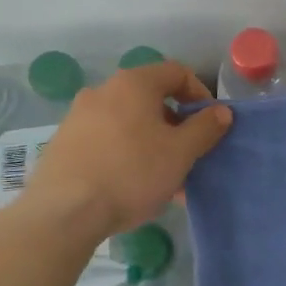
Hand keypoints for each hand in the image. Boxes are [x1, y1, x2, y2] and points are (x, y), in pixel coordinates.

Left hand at [27, 60, 231, 238]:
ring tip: (165, 179)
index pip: (177, 72)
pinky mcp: (64, 144)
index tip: (209, 124)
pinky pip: (107, 141)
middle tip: (188, 155)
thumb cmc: (131, 173)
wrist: (64, 212)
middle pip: (151, 99)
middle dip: (176, 125)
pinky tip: (134, 187)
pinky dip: (127, 154)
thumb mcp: (180, 153)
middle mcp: (102, 91)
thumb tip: (221, 111)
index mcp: (133, 84)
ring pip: (129, 123)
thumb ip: (205, 128)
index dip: (200, 94)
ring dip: (153, 144)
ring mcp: (78, 117)